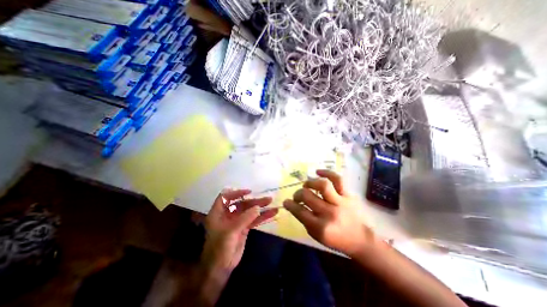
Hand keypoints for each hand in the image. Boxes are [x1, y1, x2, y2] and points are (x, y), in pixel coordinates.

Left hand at [200, 189, 277, 273]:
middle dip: (255, 201)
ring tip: (272, 204)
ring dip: (261, 208)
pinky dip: (262, 217)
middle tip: (268, 199)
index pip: (225, 197)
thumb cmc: (219, 249)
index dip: (236, 192)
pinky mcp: (244, 228)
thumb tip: (258, 207)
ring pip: (250, 211)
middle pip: (242, 203)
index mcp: (218, 213)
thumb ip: (244, 218)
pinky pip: (254, 220)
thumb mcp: (230, 232)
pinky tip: (272, 214)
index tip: (249, 192)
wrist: (221, 269)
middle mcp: (228, 214)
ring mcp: (237, 221)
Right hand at [281, 169, 376, 256]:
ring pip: (322, 185)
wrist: (361, 240)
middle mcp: (330, 213)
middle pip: (308, 196)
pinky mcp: (348, 195)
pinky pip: (338, 179)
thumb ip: (305, 220)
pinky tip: (318, 172)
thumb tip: (295, 205)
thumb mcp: (317, 236)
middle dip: (297, 194)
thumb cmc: (336, 240)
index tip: (286, 201)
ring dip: (310, 182)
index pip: (300, 212)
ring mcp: (340, 202)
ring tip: (306, 184)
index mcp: (321, 227)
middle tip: (297, 195)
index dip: (290, 205)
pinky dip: (327, 172)